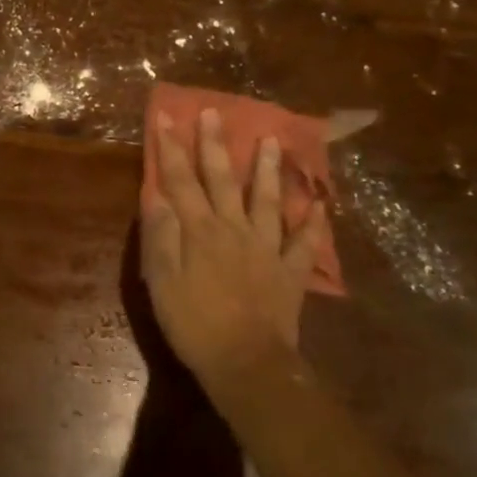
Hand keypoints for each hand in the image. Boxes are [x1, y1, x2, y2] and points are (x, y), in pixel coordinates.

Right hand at [141, 108, 328, 392]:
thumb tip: (157, 195)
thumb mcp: (161, 282)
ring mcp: (267, 248)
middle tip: (214, 112)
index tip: (166, 117)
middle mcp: (234, 228)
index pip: (181, 180)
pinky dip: (313, 222)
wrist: (247, 364)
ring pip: (268, 199)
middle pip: (223, 179)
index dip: (172, 148)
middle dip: (215, 144)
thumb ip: (160, 236)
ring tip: (271, 140)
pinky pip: (303, 242)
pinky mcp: (289, 271)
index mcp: (200, 230)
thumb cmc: (195, 324)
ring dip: (267, 169)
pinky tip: (320, 204)